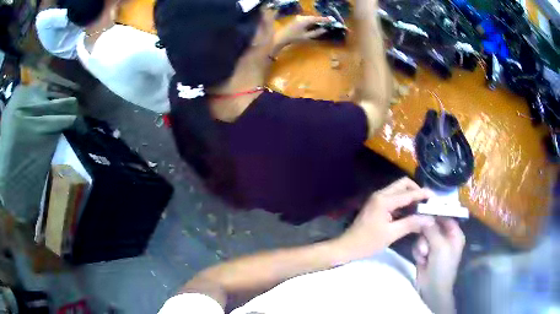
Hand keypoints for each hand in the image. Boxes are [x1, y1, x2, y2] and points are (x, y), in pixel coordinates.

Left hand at [274, 16, 331, 46]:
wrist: (281, 37)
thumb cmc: (294, 38)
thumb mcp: (307, 37)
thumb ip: (316, 33)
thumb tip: (325, 30)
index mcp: (305, 20)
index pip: (317, 19)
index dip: (325, 20)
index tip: (332, 20)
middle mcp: (302, 17)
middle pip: (314, 17)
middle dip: (321, 20)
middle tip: (329, 23)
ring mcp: (298, 18)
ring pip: (310, 18)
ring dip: (316, 21)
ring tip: (323, 24)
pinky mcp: (296, 19)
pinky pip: (306, 19)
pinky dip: (312, 21)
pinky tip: (315, 25)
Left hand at [335, 177, 434, 259]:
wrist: (347, 247)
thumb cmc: (367, 242)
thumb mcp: (391, 234)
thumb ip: (411, 224)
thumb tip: (430, 219)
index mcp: (384, 200)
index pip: (409, 193)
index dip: (423, 194)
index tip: (436, 198)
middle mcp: (381, 194)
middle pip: (403, 185)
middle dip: (417, 191)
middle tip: (428, 203)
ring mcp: (378, 199)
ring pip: (399, 190)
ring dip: (411, 196)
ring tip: (422, 208)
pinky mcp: (377, 205)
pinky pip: (394, 198)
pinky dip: (404, 202)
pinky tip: (411, 213)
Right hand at [413, 218, 464, 312]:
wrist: (432, 288)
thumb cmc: (442, 266)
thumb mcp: (440, 246)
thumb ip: (432, 230)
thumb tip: (424, 215)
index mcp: (454, 234)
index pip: (445, 216)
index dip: (436, 212)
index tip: (424, 209)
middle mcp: (445, 237)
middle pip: (432, 225)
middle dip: (426, 234)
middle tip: (425, 240)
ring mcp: (434, 245)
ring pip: (423, 235)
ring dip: (421, 245)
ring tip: (424, 255)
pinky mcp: (424, 252)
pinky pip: (418, 244)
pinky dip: (418, 251)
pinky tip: (421, 260)